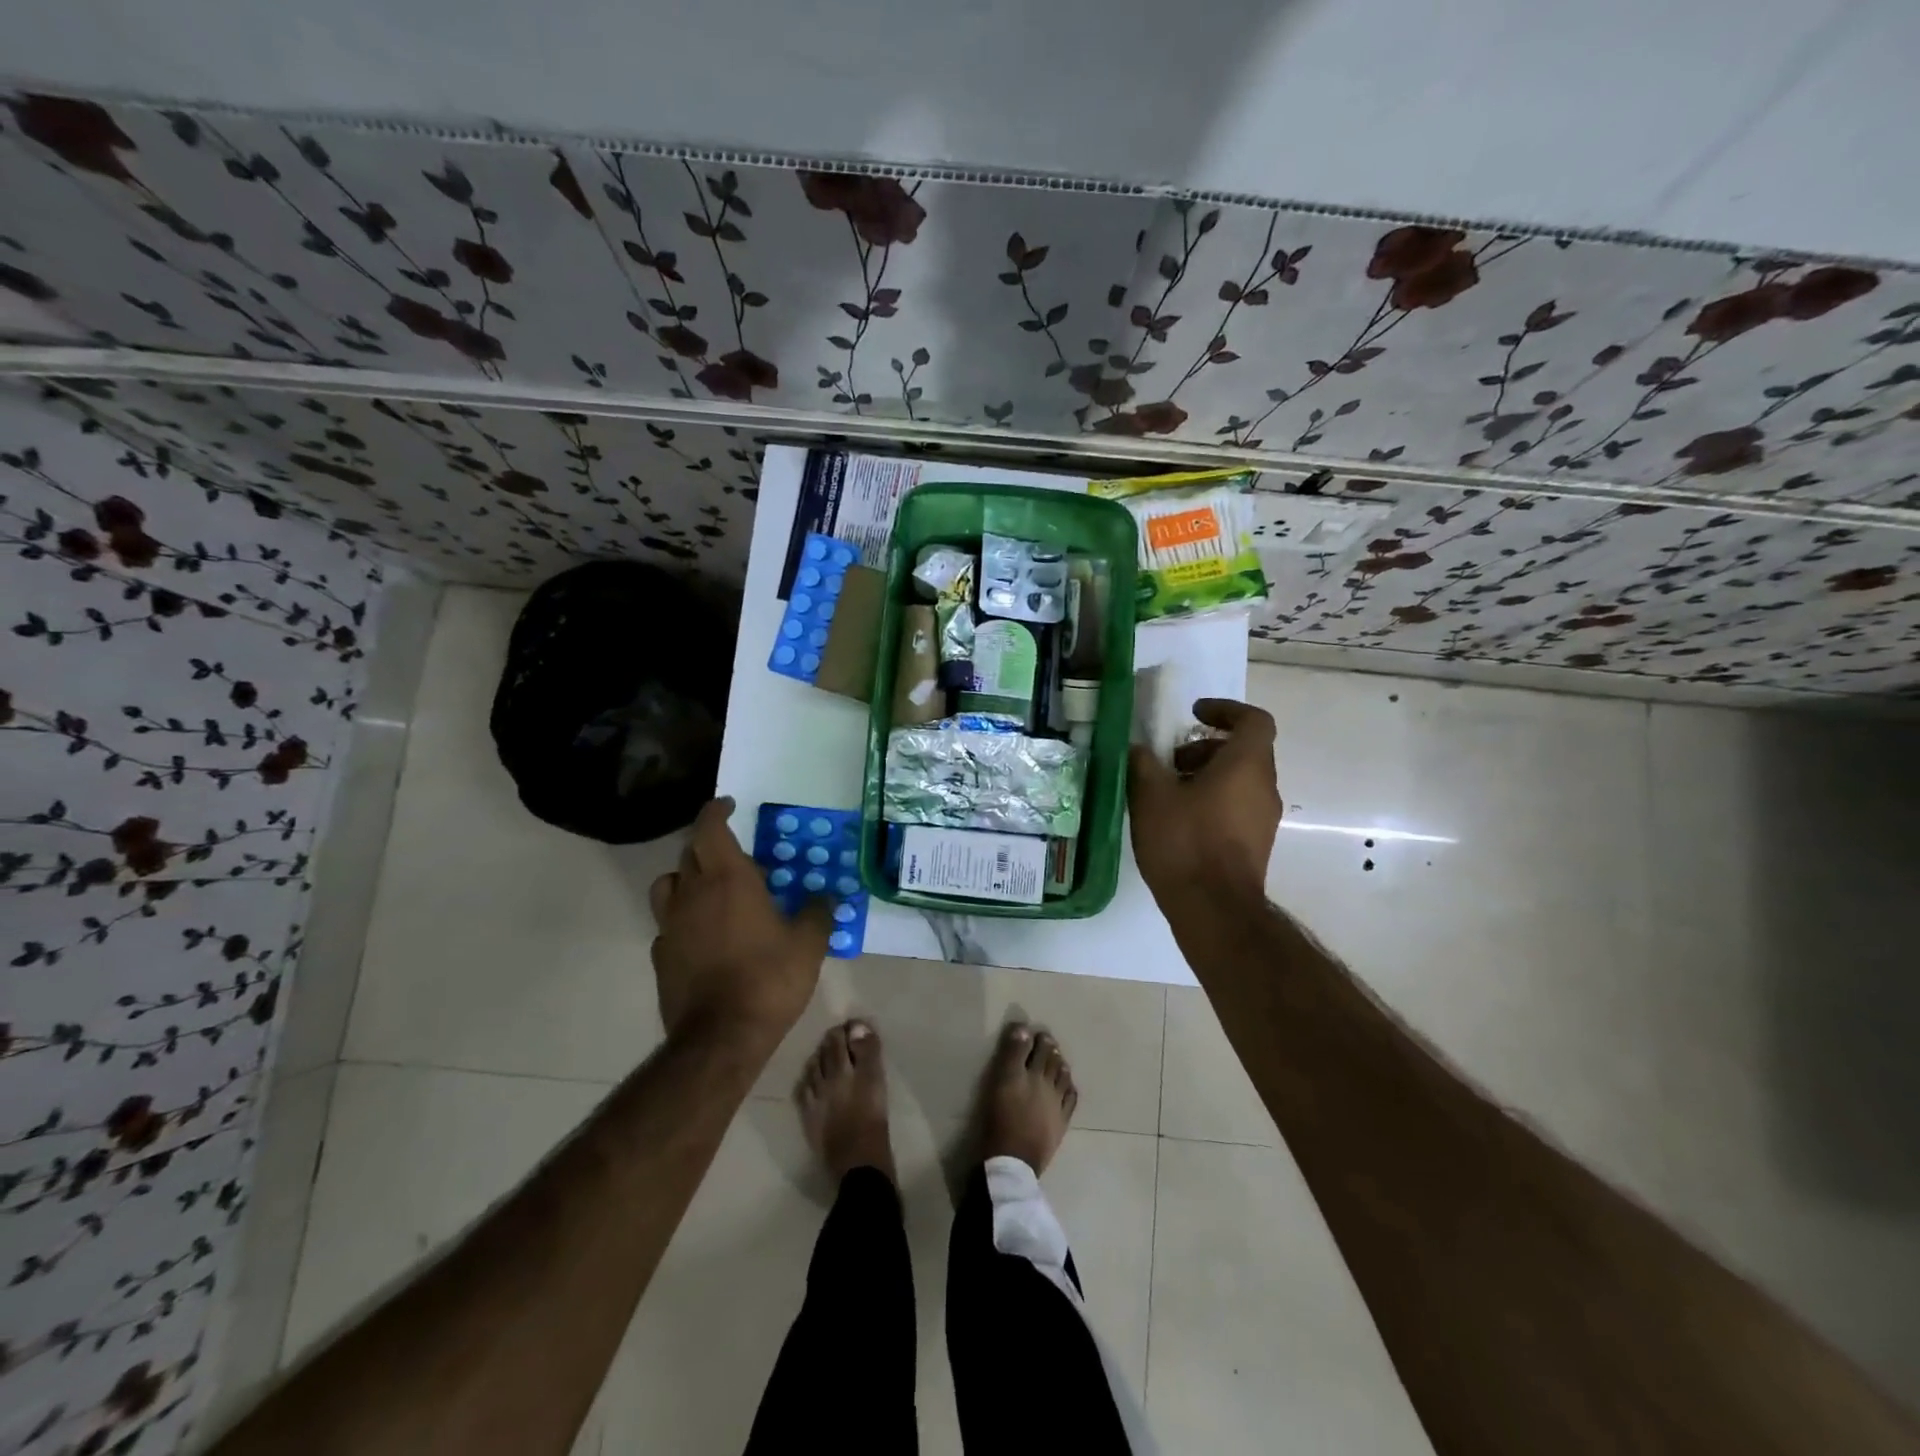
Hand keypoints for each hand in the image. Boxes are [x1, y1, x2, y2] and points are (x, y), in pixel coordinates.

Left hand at [649, 798, 830, 1046]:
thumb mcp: (809, 944)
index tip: (729, 805)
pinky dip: (684, 919)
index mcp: (728, 879)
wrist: (721, 1037)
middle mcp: (693, 893)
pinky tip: (704, 937)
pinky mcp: (662, 956)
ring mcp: (671, 925)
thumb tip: (825, 897)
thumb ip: (817, 912)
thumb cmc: (769, 978)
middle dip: (708, 844)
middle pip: (689, 853)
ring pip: (669, 885)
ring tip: (711, 891)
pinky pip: (669, 924)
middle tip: (735, 855)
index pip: (709, 828)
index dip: (716, 811)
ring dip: (688, 878)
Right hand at [1128, 698, 1281, 905]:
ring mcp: (1263, 819)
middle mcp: (1264, 787)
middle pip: (1245, 751)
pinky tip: (1178, 820)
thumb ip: (1144, 763)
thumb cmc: (1185, 841)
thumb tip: (1139, 749)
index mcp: (1247, 765)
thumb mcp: (1151, 795)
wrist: (1214, 909)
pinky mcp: (1256, 844)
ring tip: (1168, 792)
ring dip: (1207, 775)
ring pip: (1240, 780)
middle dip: (1206, 747)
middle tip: (1171, 760)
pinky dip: (1213, 800)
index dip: (1226, 710)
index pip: (1254, 720)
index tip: (1194, 713)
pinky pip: (1237, 806)